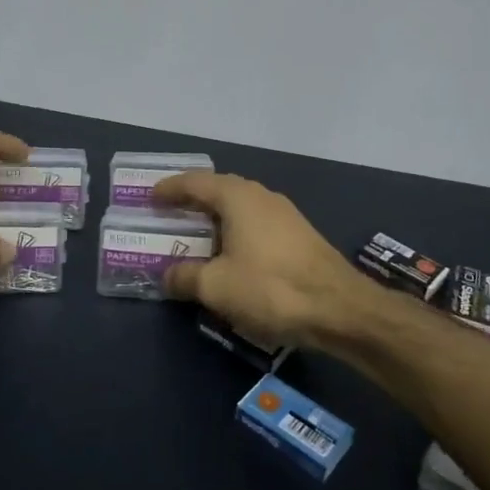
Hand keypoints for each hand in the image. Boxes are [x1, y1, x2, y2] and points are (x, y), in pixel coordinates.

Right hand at [150, 172, 368, 346]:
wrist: (339, 307)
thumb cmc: (270, 287)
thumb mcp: (217, 286)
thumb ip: (186, 277)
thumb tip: (167, 275)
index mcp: (237, 197)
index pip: (195, 182)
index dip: (170, 188)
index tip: (150, 197)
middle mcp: (261, 196)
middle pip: (219, 190)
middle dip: (193, 201)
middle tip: (169, 214)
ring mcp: (284, 214)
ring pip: (240, 207)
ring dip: (216, 218)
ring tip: (196, 235)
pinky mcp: (299, 235)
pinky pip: (256, 223)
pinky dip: (236, 231)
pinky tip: (231, 254)